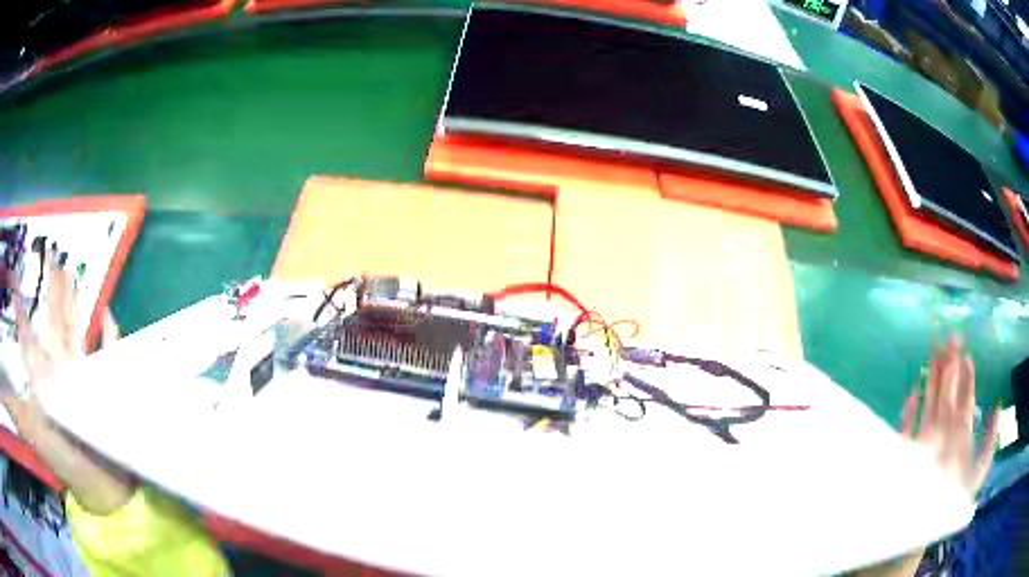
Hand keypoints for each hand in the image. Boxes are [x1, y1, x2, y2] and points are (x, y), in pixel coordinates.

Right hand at [901, 335, 999, 496]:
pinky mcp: (907, 454)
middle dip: (950, 365)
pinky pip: (907, 430)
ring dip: (932, 378)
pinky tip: (911, 394)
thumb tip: (996, 406)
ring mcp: (926, 441)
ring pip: (931, 403)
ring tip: (933, 351)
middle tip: (950, 336)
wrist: (923, 526)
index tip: (967, 352)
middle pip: (949, 393)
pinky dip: (908, 413)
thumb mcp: (979, 473)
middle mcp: (945, 432)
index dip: (967, 376)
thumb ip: (991, 442)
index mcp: (962, 434)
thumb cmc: (952, 502)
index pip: (965, 398)